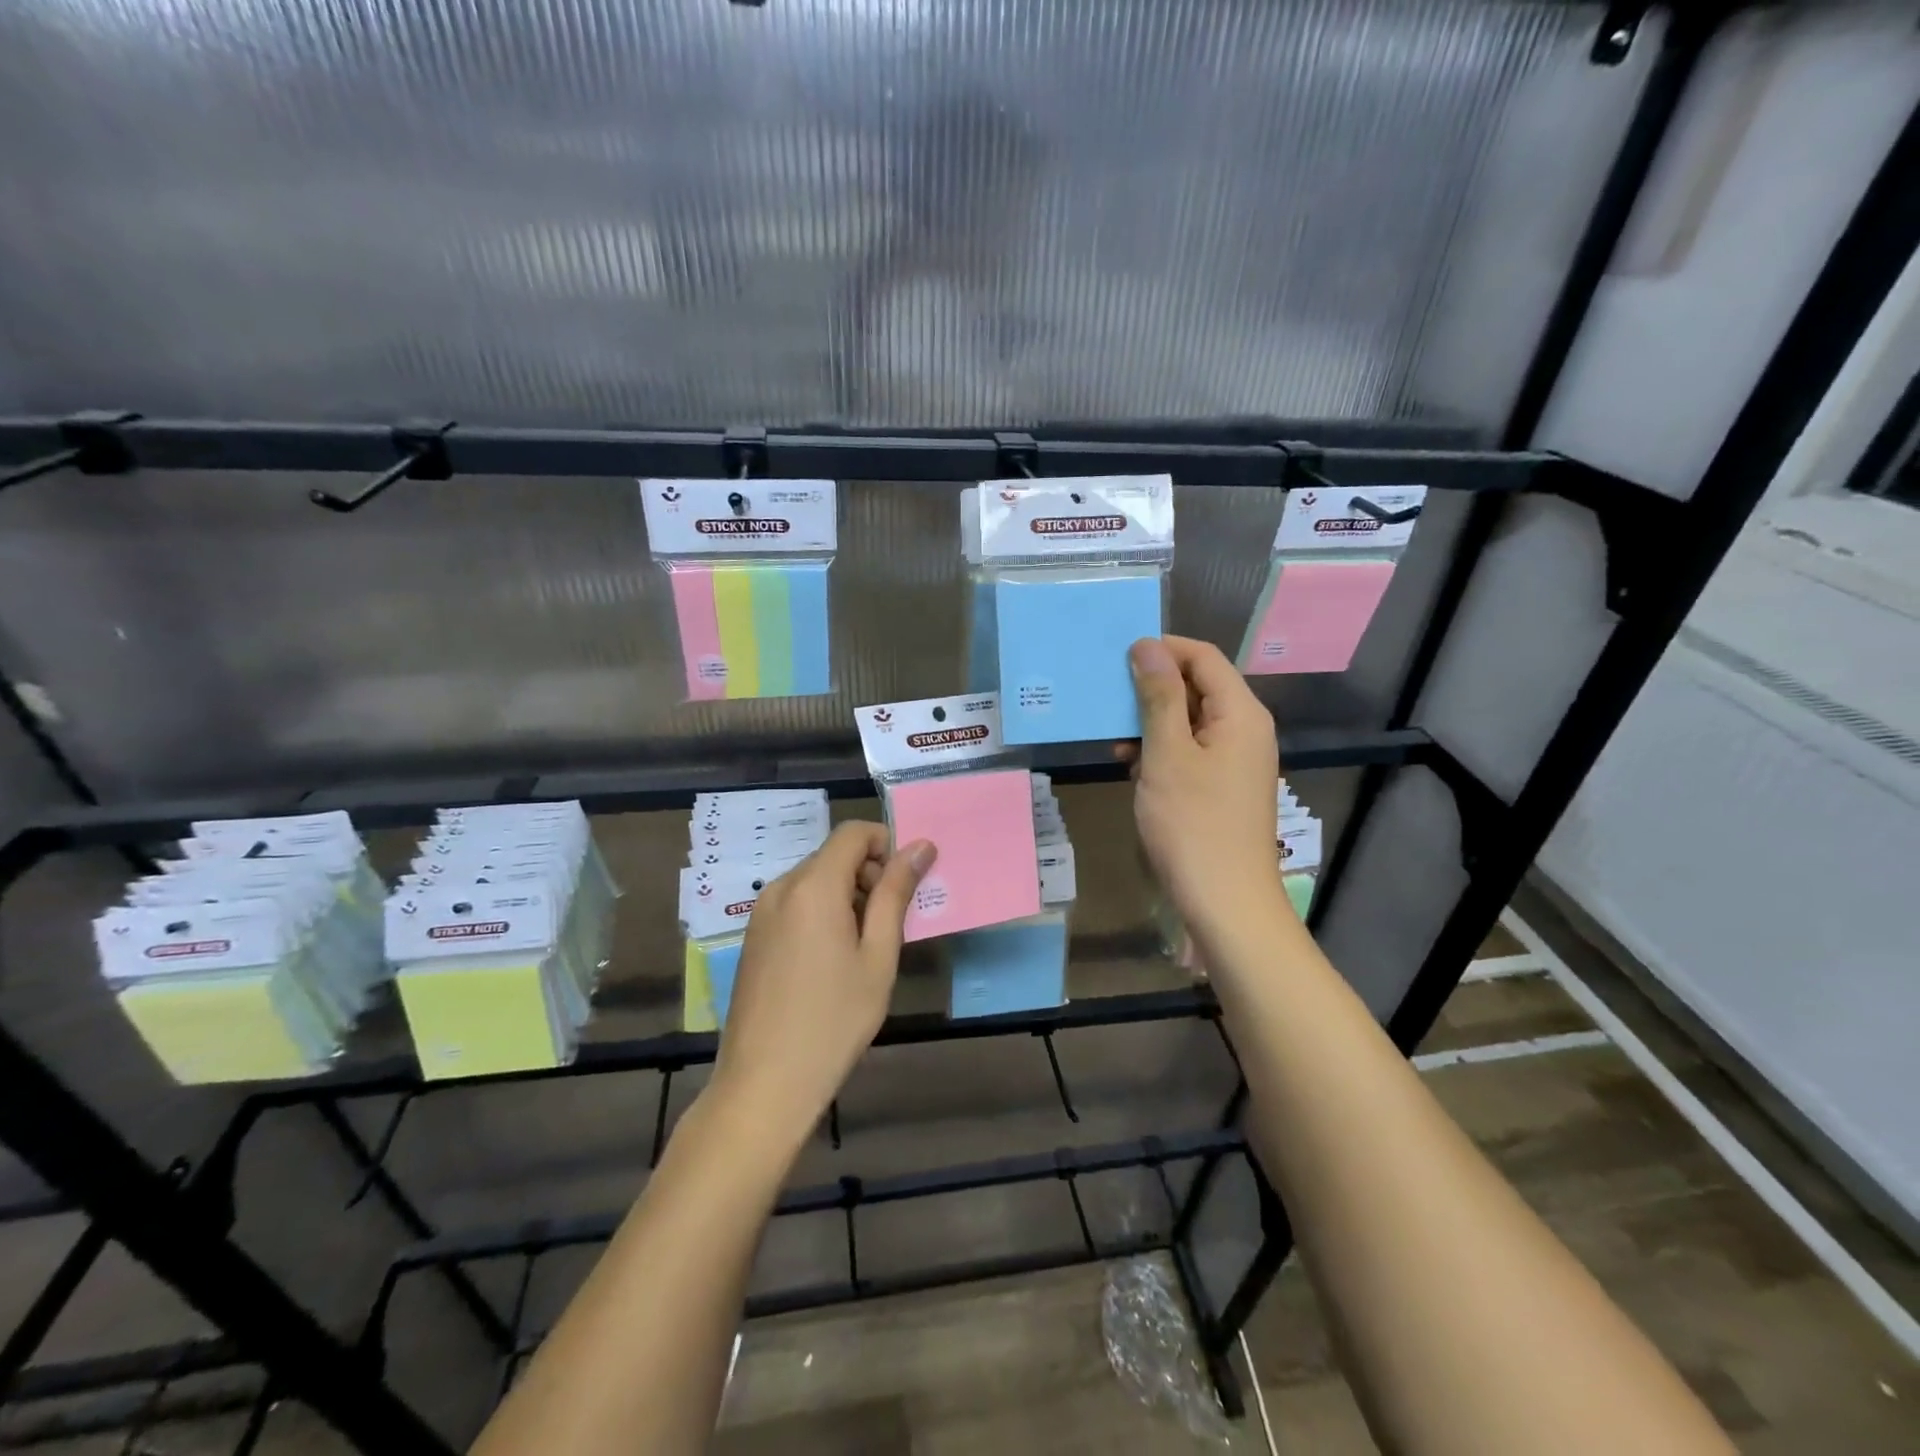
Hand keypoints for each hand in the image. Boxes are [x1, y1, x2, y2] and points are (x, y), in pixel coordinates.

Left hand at [708, 822, 935, 1149]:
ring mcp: (761, 913)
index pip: (853, 833)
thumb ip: (895, 894)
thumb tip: (919, 846)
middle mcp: (781, 888)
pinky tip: (832, 962)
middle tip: (892, 923)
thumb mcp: (878, 956)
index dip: (885, 844)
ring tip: (864, 948)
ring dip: (847, 895)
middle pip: (833, 855)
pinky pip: (795, 904)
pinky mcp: (753, 937)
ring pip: (815, 880)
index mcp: (813, 886)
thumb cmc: (834, 1019)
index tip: (906, 883)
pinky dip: (822, 912)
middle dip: (868, 874)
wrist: (765, 1083)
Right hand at [1124, 636, 1285, 937]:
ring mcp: (1234, 761)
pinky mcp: (1220, 787)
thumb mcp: (1167, 754)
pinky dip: (1159, 750)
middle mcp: (1244, 729)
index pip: (1203, 657)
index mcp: (1240, 713)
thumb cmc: (1194, 824)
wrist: (1225, 902)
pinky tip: (1129, 764)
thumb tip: (1146, 645)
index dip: (1163, 649)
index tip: (1117, 657)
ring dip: (1150, 721)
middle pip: (1198, 686)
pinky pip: (1189, 751)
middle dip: (1152, 686)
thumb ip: (1158, 696)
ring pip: (1189, 721)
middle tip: (1106, 695)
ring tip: (1112, 735)